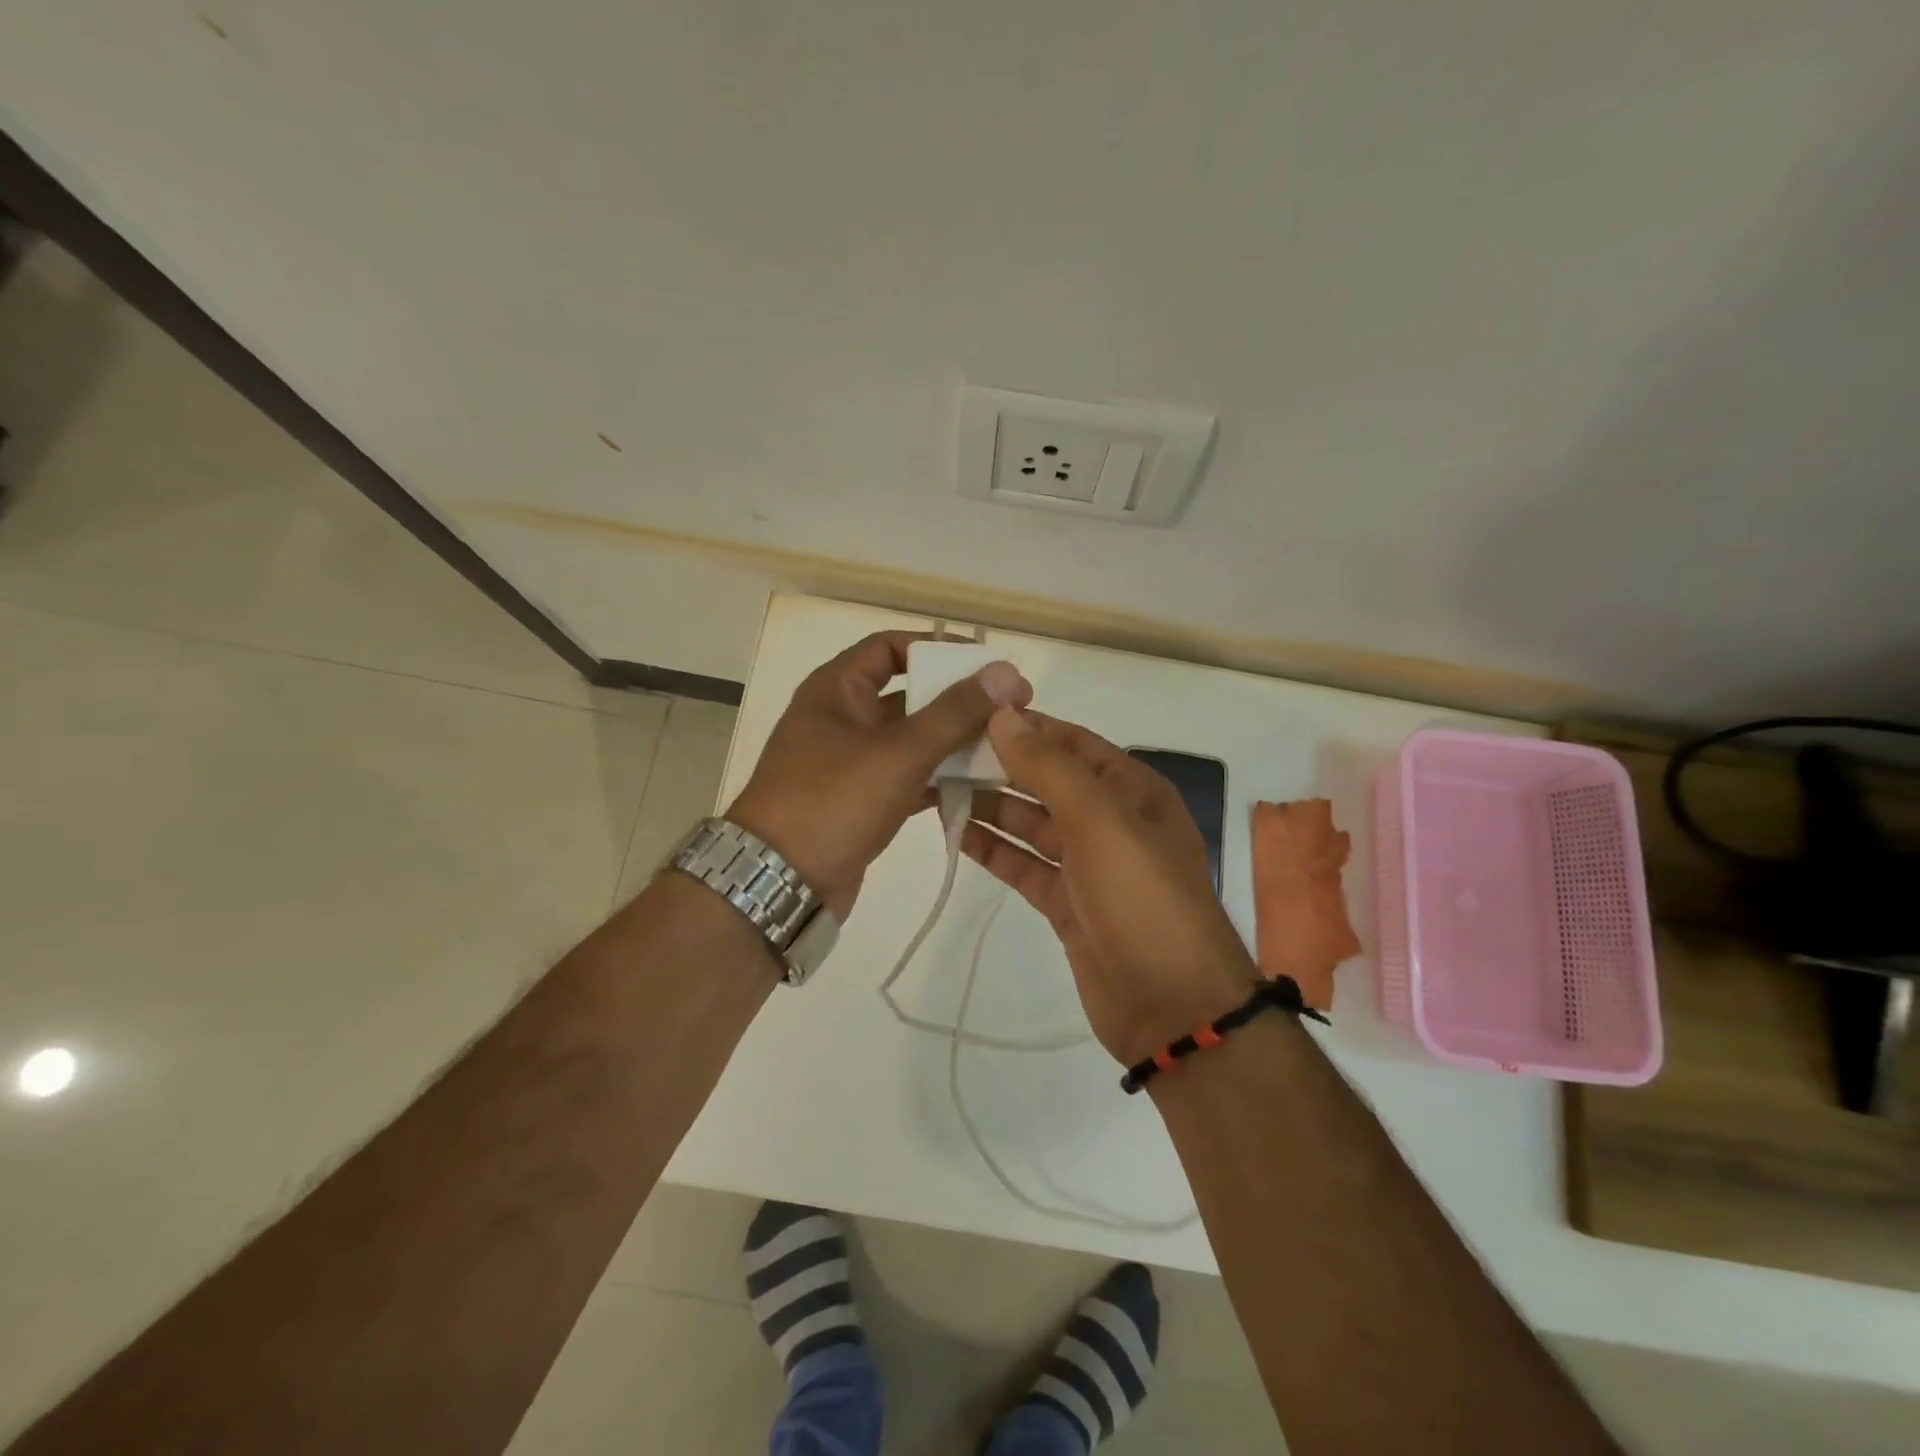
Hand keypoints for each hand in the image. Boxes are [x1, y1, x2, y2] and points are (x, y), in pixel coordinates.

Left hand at [727, 631, 1030, 918]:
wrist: (779, 883)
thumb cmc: (833, 801)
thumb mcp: (899, 752)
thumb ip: (955, 712)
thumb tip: (1007, 672)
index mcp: (837, 689)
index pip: (891, 647)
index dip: (939, 648)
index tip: (987, 665)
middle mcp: (842, 717)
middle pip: (909, 693)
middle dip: (958, 701)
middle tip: (1011, 709)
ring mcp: (851, 762)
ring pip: (912, 739)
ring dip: (954, 741)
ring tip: (1006, 747)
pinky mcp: (862, 800)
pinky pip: (909, 776)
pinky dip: (940, 777)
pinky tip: (980, 786)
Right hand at [962, 709, 1255, 1064]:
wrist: (1173, 1007)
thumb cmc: (1143, 899)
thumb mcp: (1101, 822)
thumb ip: (1050, 769)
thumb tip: (1004, 716)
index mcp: (1132, 791)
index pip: (1072, 743)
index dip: (1025, 727)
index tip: (970, 714)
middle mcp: (1111, 820)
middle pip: (1047, 782)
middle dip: (1000, 767)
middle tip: (940, 754)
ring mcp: (1088, 865)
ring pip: (1032, 824)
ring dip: (991, 807)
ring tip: (937, 789)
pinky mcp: (1068, 904)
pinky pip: (1025, 866)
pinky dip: (995, 850)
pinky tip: (957, 834)